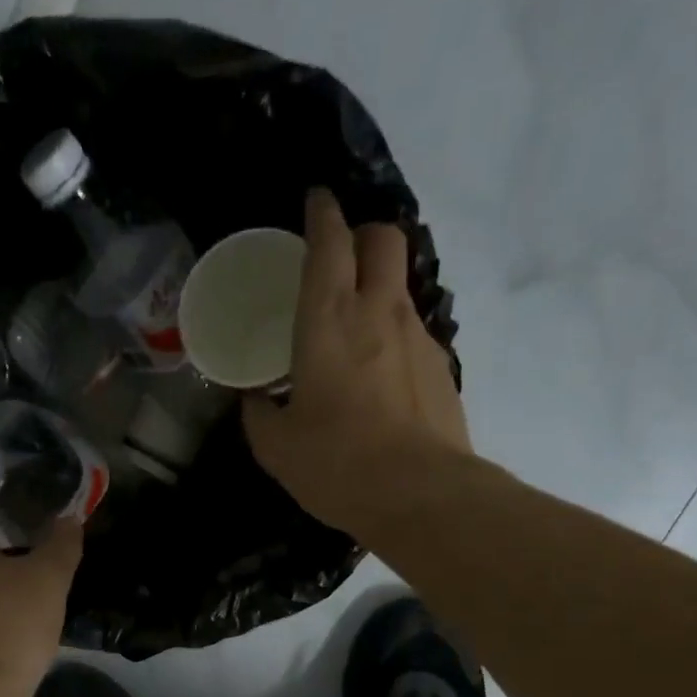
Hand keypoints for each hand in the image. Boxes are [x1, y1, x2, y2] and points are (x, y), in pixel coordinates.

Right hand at [242, 188, 474, 540]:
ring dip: (376, 288)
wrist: (421, 495)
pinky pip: (413, 331)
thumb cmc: (336, 463)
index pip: (330, 242)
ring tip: (351, 331)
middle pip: (383, 238)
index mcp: (328, 321)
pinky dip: (392, 336)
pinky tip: (377, 379)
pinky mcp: (441, 367)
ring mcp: (418, 336)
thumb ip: (258, 414)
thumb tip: (254, 399)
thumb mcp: (276, 446)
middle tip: (336, 259)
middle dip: (361, 233)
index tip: (314, 202)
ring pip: (400, 284)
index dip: (321, 214)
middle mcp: (379, 312)